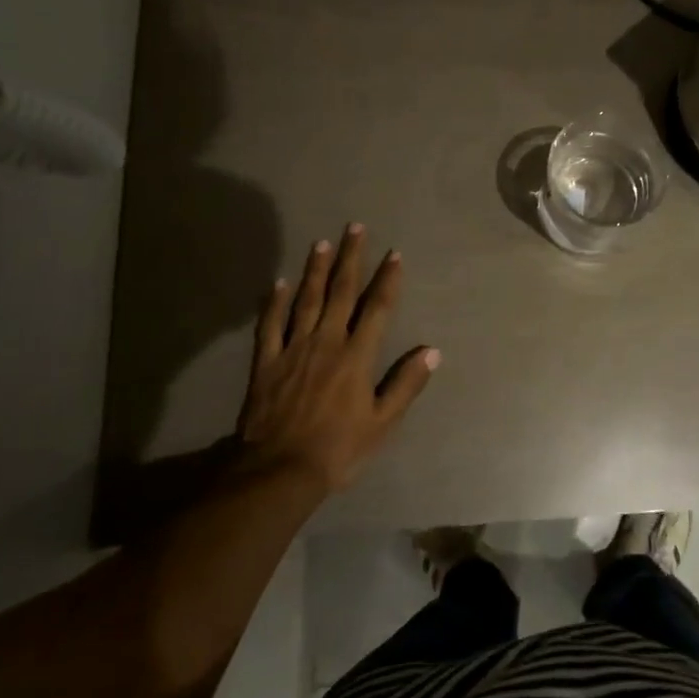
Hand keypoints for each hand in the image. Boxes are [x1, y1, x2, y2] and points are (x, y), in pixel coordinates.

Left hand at [236, 223, 439, 491]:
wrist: (279, 470)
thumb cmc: (338, 449)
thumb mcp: (382, 423)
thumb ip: (406, 384)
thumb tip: (432, 351)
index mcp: (357, 356)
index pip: (377, 308)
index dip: (387, 279)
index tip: (394, 254)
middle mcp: (326, 342)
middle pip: (341, 292)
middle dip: (351, 258)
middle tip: (355, 227)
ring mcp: (293, 348)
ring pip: (306, 300)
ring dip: (315, 269)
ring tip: (322, 242)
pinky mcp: (266, 361)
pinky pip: (270, 324)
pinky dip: (274, 302)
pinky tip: (279, 282)